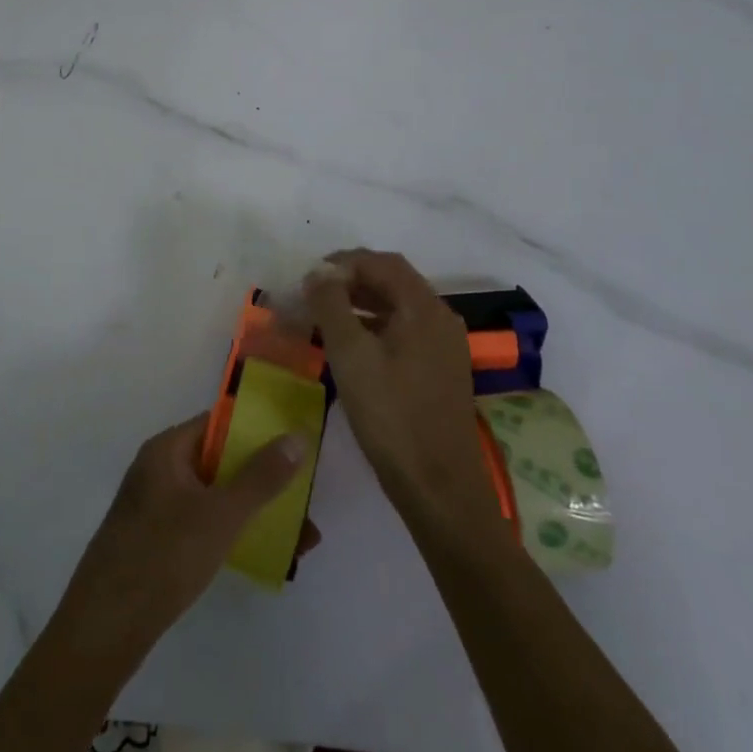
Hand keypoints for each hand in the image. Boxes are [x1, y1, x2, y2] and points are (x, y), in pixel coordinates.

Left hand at [49, 414, 319, 666]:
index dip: (256, 430)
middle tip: (305, 504)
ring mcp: (156, 507)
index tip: (295, 445)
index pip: (217, 424)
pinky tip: (266, 558)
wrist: (107, 624)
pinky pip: (203, 524)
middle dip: (264, 481)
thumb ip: (261, 477)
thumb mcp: (221, 514)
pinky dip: (233, 533)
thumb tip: (296, 436)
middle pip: (220, 463)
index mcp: (167, 450)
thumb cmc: (165, 554)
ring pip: (215, 498)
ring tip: (301, 543)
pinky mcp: (157, 541)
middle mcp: (159, 470)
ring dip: (254, 512)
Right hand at [305, 251, 503, 524]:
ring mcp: (444, 347)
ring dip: (359, 304)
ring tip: (323, 317)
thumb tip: (319, 272)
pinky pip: (403, 331)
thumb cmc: (391, 416)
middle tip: (312, 294)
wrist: (439, 489)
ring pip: (396, 307)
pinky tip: (350, 347)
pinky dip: (373, 327)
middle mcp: (440, 319)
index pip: (382, 263)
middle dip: (349, 281)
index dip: (342, 262)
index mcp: (424, 309)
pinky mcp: (440, 371)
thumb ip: (331, 304)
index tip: (308, 278)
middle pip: (392, 281)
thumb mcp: (350, 355)